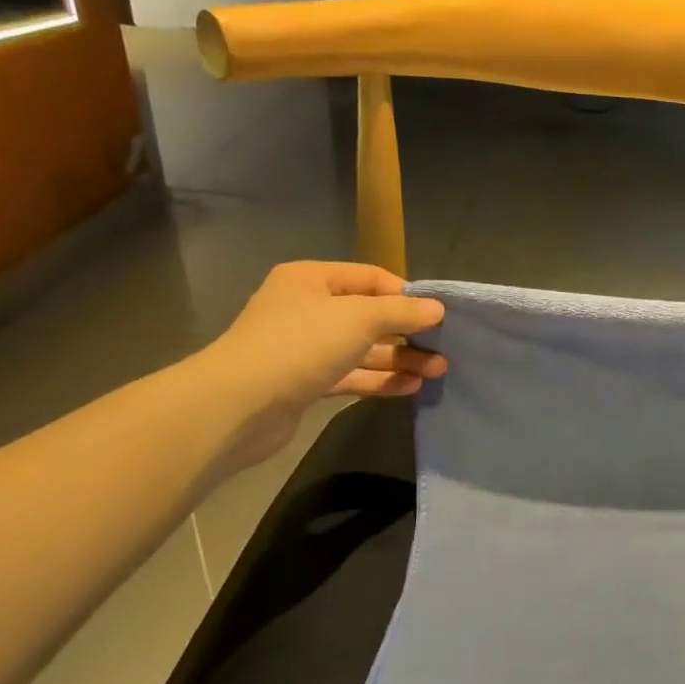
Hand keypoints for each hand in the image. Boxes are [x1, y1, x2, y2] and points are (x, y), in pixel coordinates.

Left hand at [193, 262, 444, 467]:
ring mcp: (305, 347)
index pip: (371, 278)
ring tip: (438, 370)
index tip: (439, 315)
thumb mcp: (359, 318)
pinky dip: (380, 379)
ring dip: (400, 358)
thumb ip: (401, 312)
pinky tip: (411, 387)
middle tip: (444, 347)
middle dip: (408, 332)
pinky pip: (352, 374)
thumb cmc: (301, 345)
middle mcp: (307, 308)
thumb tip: (437, 308)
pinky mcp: (306, 382)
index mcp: (312, 279)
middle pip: (369, 316)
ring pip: (363, 349)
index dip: (406, 294)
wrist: (240, 405)